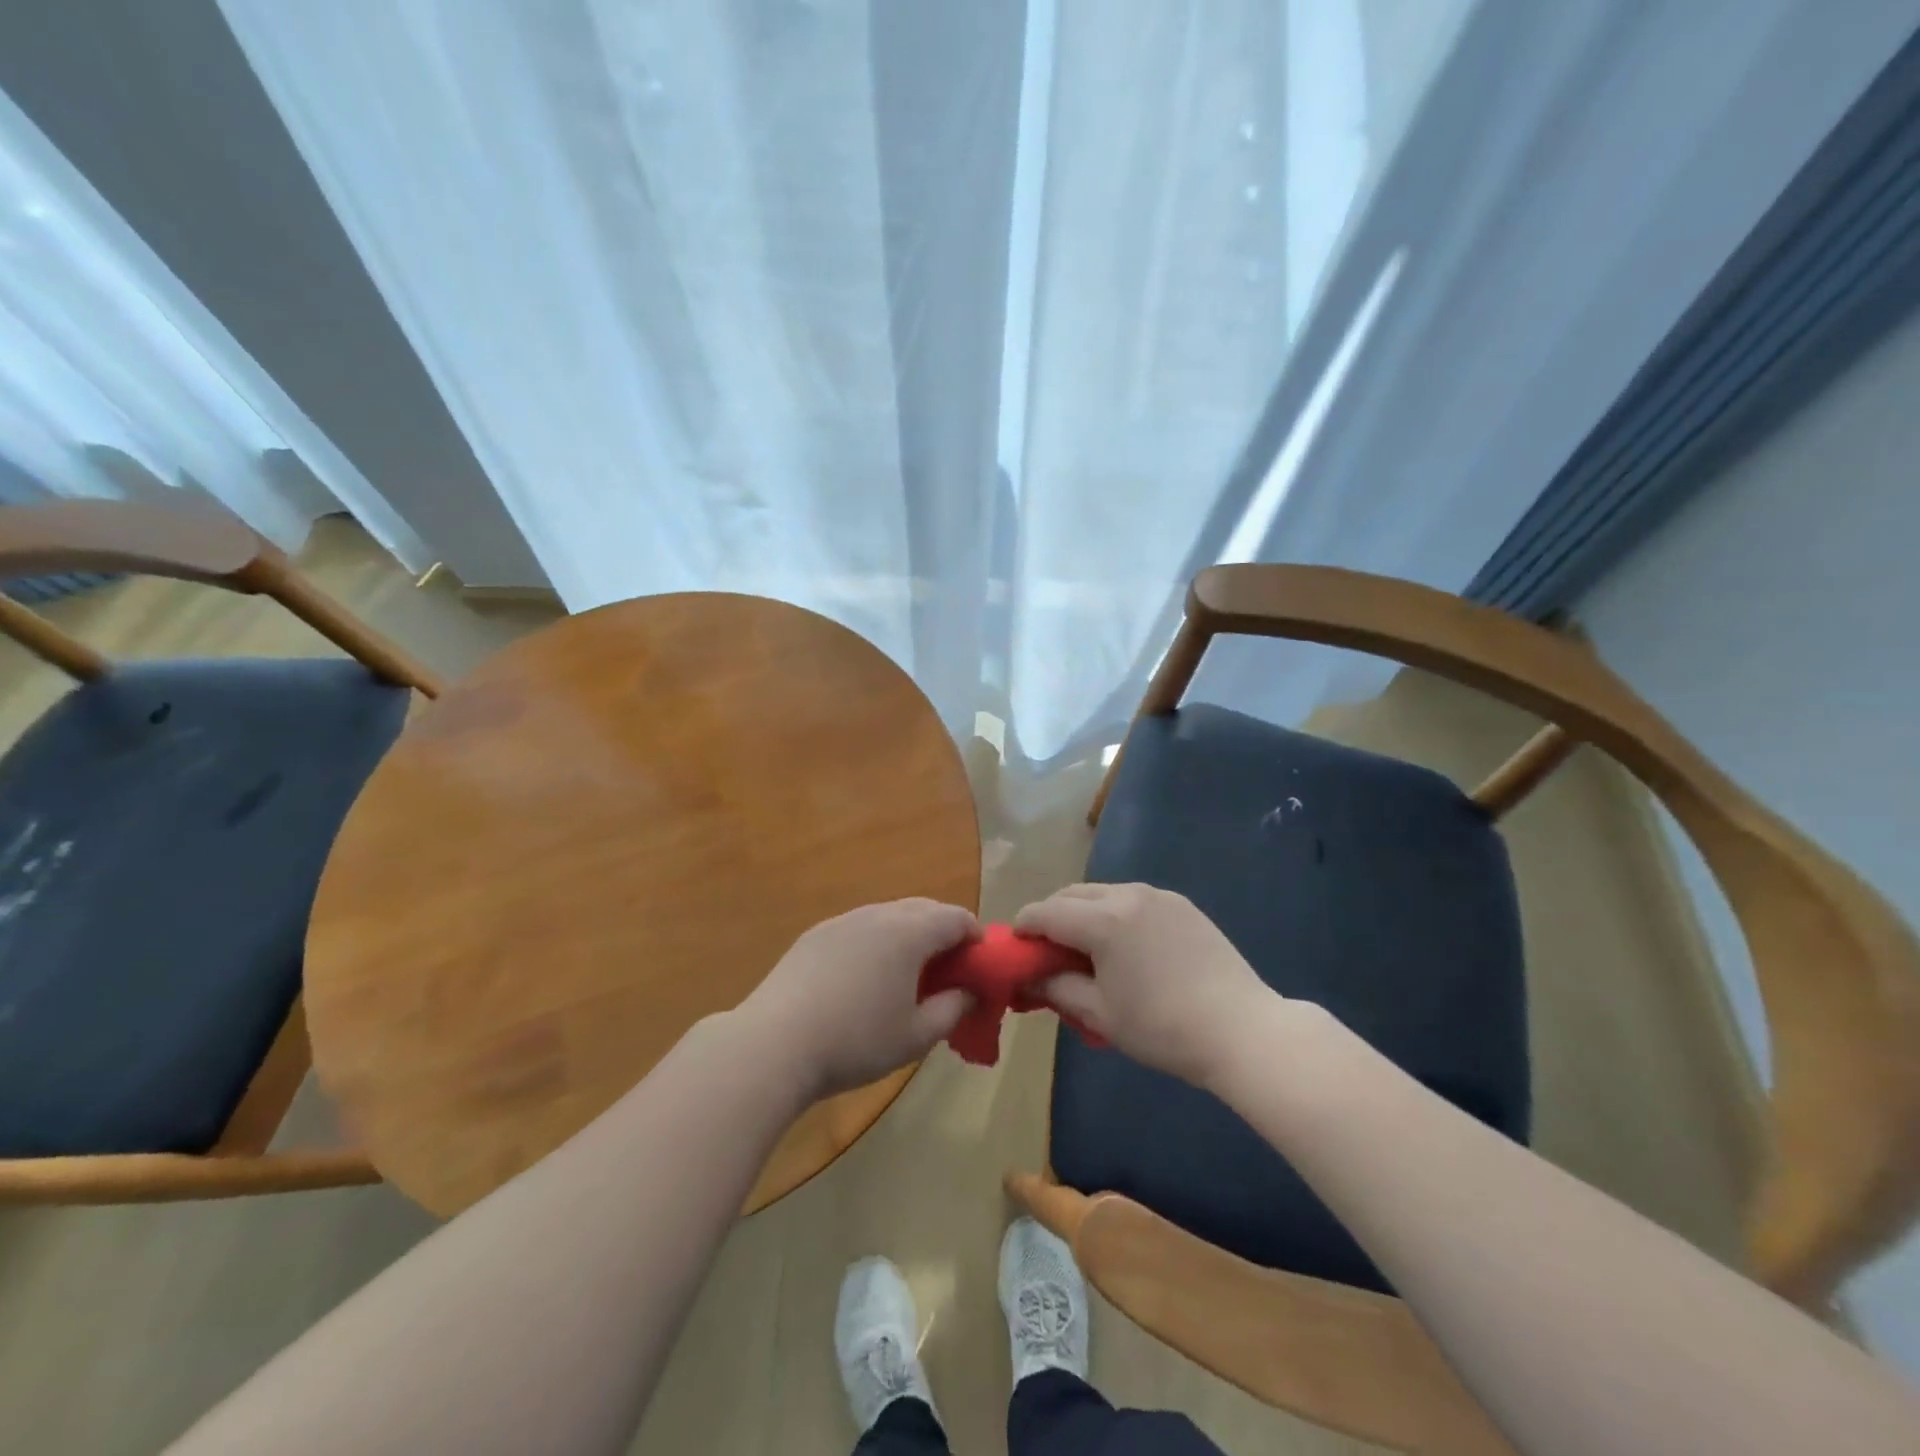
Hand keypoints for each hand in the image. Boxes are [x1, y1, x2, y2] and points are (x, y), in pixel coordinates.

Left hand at [737, 899, 978, 1100]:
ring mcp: (843, 920)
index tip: (979, 964)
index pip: (956, 918)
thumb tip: (969, 993)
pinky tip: (864, 977)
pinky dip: (876, 941)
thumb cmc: (856, 1041)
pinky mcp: (815, 934)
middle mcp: (878, 914)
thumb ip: (952, 1010)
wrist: (775, 1043)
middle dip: (943, 931)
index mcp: (909, 932)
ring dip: (909, 934)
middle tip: (948, 968)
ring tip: (907, 973)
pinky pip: (860, 927)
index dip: (975, 937)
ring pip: (889, 915)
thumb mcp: (915, 1036)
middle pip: (924, 908)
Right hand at [1015, 883, 1275, 1088]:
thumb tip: (1027, 979)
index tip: (1016, 948)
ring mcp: (1158, 895)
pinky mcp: (1181, 904)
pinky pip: (1132, 899)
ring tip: (1086, 948)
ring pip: (1102, 893)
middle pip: (1071, 894)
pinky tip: (1125, 946)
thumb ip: (1055, 989)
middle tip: (1048, 950)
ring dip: (1083, 912)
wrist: (1242, 1030)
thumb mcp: (1100, 1014)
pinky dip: (1114, 913)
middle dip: (1051, 916)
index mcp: (1102, 920)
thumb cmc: (1162, 1028)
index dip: (1023, 928)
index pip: (1045, 912)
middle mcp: (1126, 894)